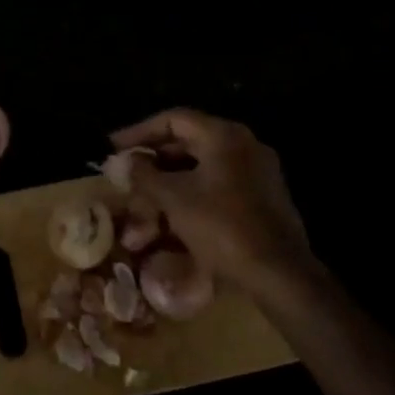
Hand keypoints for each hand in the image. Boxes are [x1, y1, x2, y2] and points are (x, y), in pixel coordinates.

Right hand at [109, 108, 316, 303]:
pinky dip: (192, 192)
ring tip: (145, 197)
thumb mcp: (174, 199)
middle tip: (127, 172)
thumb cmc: (223, 228)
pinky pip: (218, 184)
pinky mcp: (263, 197)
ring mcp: (257, 171)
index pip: (173, 119)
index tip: (114, 147)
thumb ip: (145, 175)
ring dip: (171, 179)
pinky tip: (174, 214)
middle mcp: (244, 145)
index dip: (139, 131)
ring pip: (202, 166)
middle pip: (189, 142)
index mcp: (224, 136)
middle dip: (154, 159)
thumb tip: (125, 161)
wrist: (280, 275)